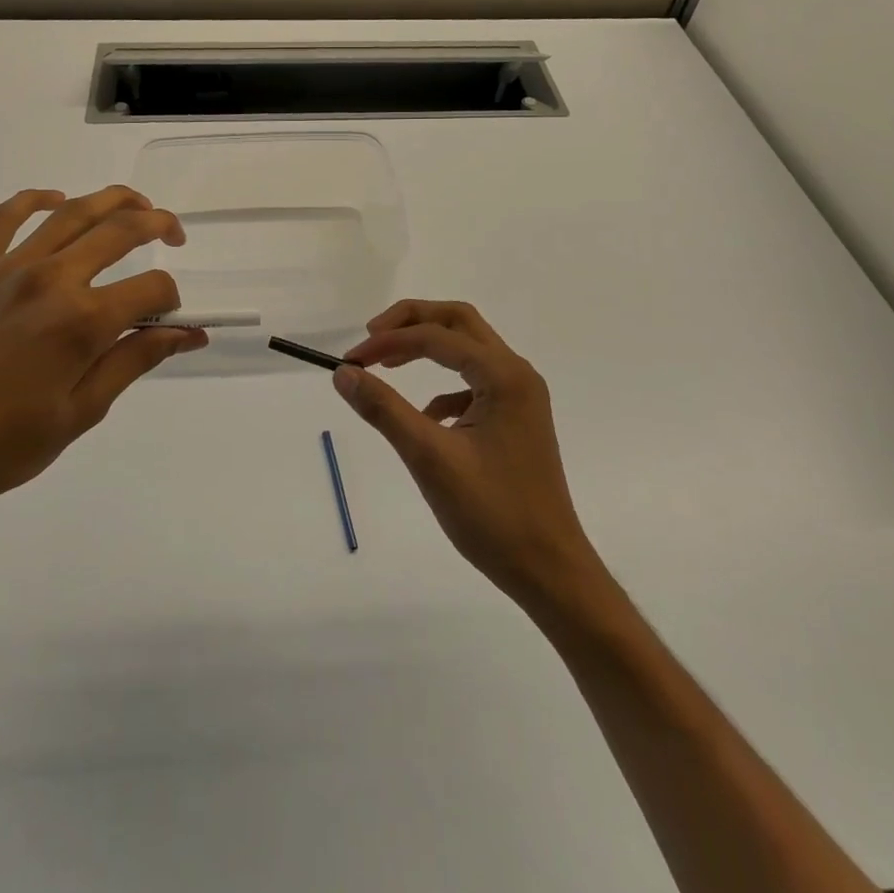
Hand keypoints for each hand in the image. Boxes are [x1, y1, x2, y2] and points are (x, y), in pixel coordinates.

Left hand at [0, 186, 206, 539]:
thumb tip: (187, 334)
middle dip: (158, 225)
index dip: (172, 300)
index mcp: (82, 321)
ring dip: (113, 201)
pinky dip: (35, 200)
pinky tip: (55, 201)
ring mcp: (5, 267)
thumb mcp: (79, 413)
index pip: (152, 288)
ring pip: (71, 213)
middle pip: (120, 230)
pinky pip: (4, 217)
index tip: (172, 320)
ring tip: (136, 205)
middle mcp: (50, 279)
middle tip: (174, 235)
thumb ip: (134, 361)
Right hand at [334, 300, 599, 605]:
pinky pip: (475, 383)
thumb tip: (344, 374)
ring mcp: (521, 397)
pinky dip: (444, 385)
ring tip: (388, 364)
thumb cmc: (492, 514)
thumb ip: (384, 410)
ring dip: (428, 347)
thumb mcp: (429, 458)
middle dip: (412, 322)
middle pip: (460, 323)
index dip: (389, 342)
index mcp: (503, 376)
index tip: (350, 361)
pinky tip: (426, 417)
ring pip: (469, 349)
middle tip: (371, 337)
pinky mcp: (517, 420)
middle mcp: (517, 375)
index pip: (437, 336)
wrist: (549, 570)